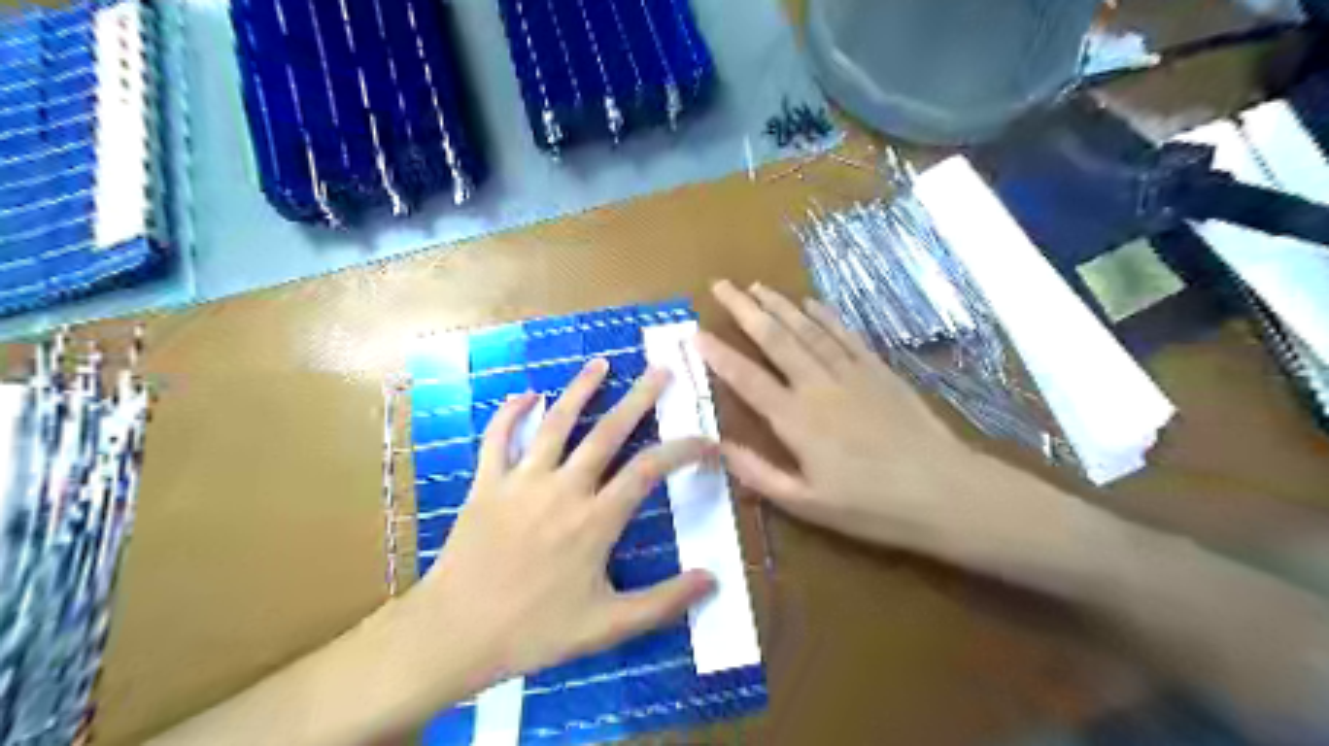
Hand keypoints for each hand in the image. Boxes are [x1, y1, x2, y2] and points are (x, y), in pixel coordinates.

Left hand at [414, 358, 716, 684]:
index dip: (683, 450)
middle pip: (608, 432)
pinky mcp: (487, 483)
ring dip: (580, 390)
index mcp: (596, 520)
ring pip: (556, 423)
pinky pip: (498, 438)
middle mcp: (564, 488)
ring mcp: (522, 480)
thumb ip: (663, 602)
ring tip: (601, 363)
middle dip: (639, 398)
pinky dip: (511, 412)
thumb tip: (713, 580)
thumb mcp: (607, 626)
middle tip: (660, 371)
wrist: (455, 633)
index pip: (650, 471)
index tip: (708, 440)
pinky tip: (527, 393)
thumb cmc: (535, 631)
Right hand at [699, 283, 1054, 562]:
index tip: (696, 333)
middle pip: (775, 339)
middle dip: (745, 309)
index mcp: (796, 420)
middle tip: (721, 285)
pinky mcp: (878, 370)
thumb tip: (719, 446)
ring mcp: (850, 373)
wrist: (944, 492)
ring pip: (807, 329)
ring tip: (756, 286)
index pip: (747, 379)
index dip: (719, 355)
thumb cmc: (871, 506)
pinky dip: (825, 315)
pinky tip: (810, 302)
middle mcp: (817, 386)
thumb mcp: (807, 504)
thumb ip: (760, 473)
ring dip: (779, 305)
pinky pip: (845, 334)